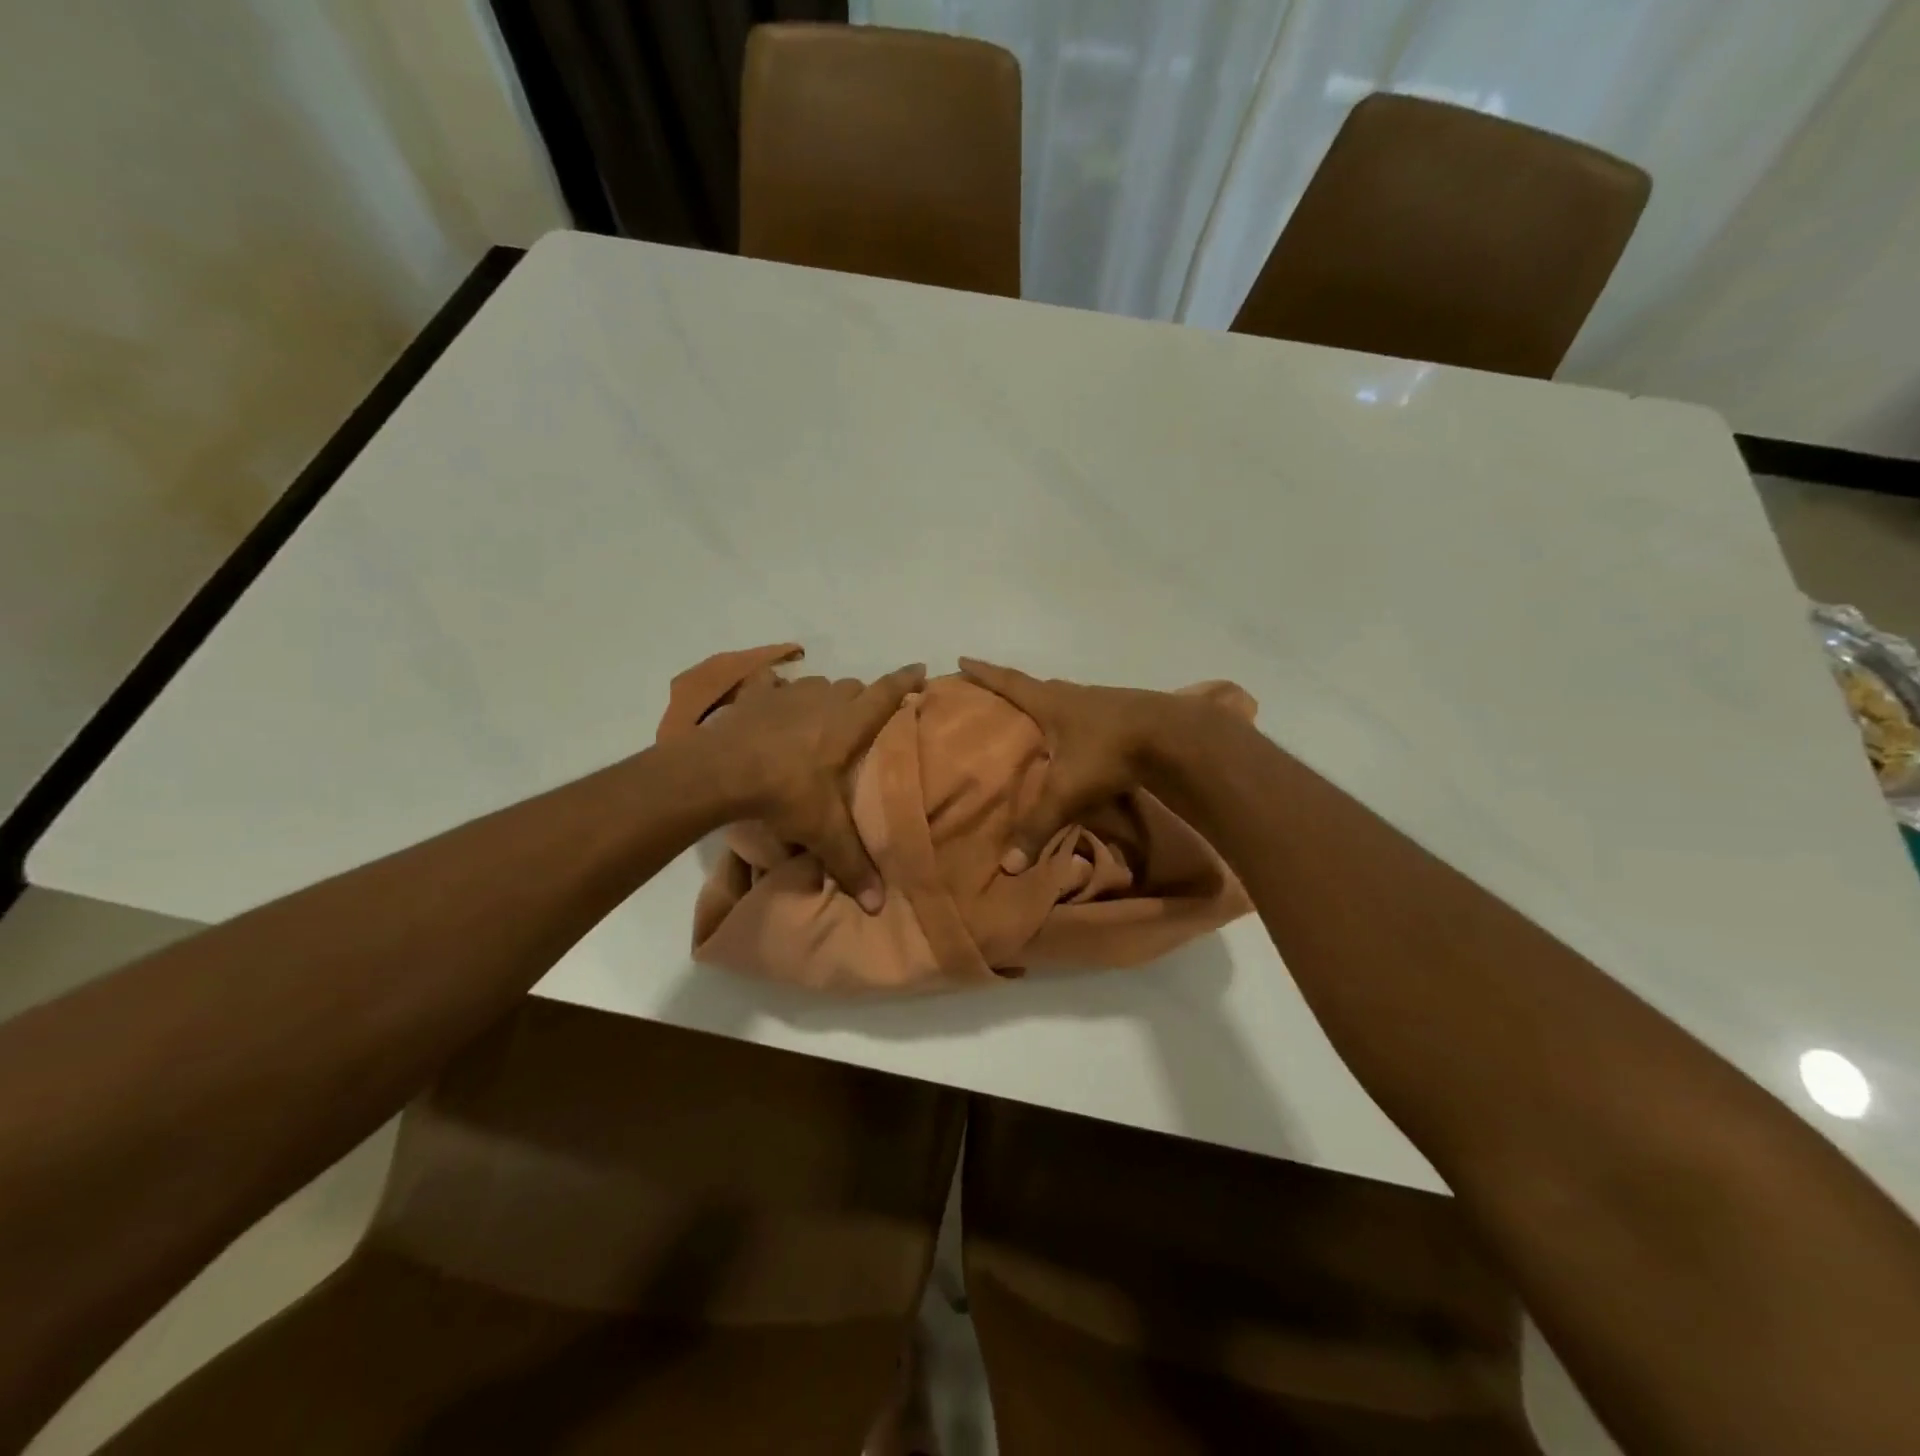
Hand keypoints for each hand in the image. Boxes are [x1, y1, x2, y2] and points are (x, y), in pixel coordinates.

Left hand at [702, 663, 926, 913]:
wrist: (719, 772)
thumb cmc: (783, 793)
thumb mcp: (822, 831)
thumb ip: (852, 864)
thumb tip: (878, 907)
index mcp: (848, 725)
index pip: (886, 695)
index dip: (905, 682)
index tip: (921, 670)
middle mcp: (823, 701)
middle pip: (853, 687)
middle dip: (862, 699)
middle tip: (862, 722)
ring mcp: (788, 694)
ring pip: (818, 685)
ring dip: (825, 697)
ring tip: (821, 718)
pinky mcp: (755, 696)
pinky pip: (773, 683)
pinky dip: (777, 689)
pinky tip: (774, 700)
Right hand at [958, 659, 1201, 871]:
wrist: (1174, 737)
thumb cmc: (1108, 753)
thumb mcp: (1067, 792)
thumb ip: (1038, 826)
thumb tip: (1009, 866)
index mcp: (1050, 702)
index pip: (1008, 682)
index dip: (983, 672)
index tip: (962, 657)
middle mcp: (1072, 695)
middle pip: (1036, 686)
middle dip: (1013, 689)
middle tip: (994, 696)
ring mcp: (1101, 702)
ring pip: (1064, 700)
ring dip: (1047, 705)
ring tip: (1034, 719)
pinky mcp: (1124, 714)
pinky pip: (1087, 714)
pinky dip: (1073, 722)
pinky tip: (1076, 739)